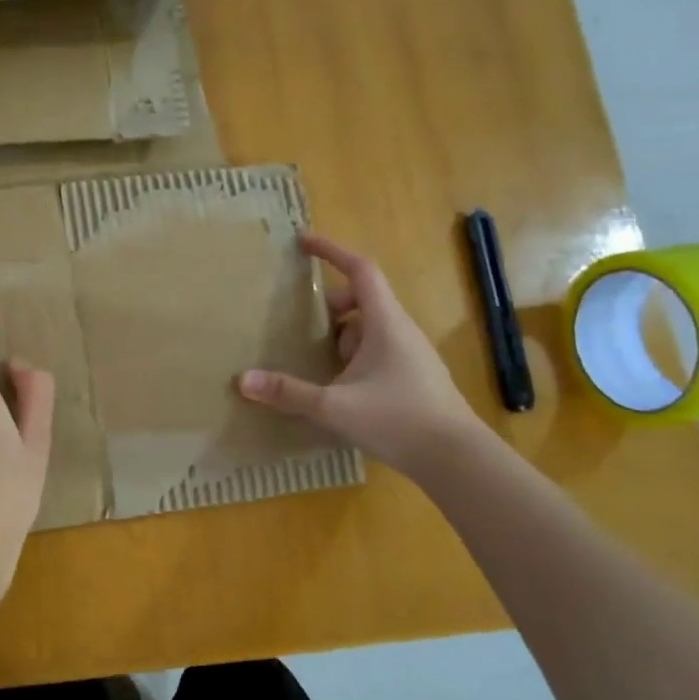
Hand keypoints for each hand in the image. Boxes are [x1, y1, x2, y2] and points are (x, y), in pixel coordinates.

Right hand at [239, 233, 478, 475]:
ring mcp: (410, 355)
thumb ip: (288, 392)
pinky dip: (354, 358)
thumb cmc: (397, 419)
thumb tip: (242, 379)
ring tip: (317, 363)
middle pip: (362, 301)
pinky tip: (339, 390)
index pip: (360, 270)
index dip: (332, 251)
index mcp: (384, 322)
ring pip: (370, 329)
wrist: (456, 458)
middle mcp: (400, 331)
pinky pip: (378, 352)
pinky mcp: (413, 378)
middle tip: (301, 326)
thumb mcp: (333, 406)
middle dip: (330, 307)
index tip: (304, 241)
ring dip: (341, 337)